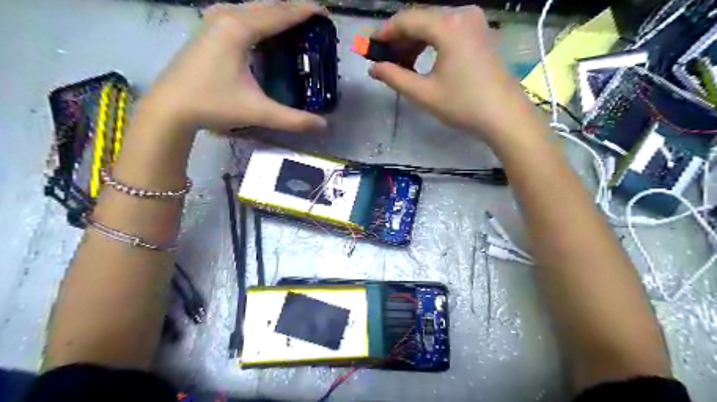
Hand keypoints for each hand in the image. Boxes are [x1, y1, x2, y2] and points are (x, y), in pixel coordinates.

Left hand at [138, 0, 326, 133]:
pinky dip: (261, 20)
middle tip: (315, 21)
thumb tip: (323, 125)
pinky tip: (267, 32)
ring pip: (253, 8)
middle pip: (268, 6)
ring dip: (276, 13)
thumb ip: (293, 119)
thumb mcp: (258, 112)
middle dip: (293, 10)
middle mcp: (226, 16)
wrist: (169, 107)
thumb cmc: (213, 104)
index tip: (326, 14)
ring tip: (296, 25)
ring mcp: (214, 20)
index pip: (280, 13)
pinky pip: (242, 15)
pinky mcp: (208, 29)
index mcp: (239, 29)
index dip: (305, 12)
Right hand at [369, 6, 536, 143]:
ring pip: (433, 25)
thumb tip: (373, 68)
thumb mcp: (424, 93)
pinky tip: (420, 61)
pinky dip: (430, 43)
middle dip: (398, 39)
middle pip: (420, 19)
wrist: (504, 116)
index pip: (407, 19)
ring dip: (413, 42)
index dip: (384, 32)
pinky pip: (447, 31)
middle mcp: (462, 14)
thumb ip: (394, 77)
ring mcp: (474, 22)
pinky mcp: (480, 32)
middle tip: (382, 60)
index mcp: (448, 26)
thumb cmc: (463, 105)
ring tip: (400, 65)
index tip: (368, 47)